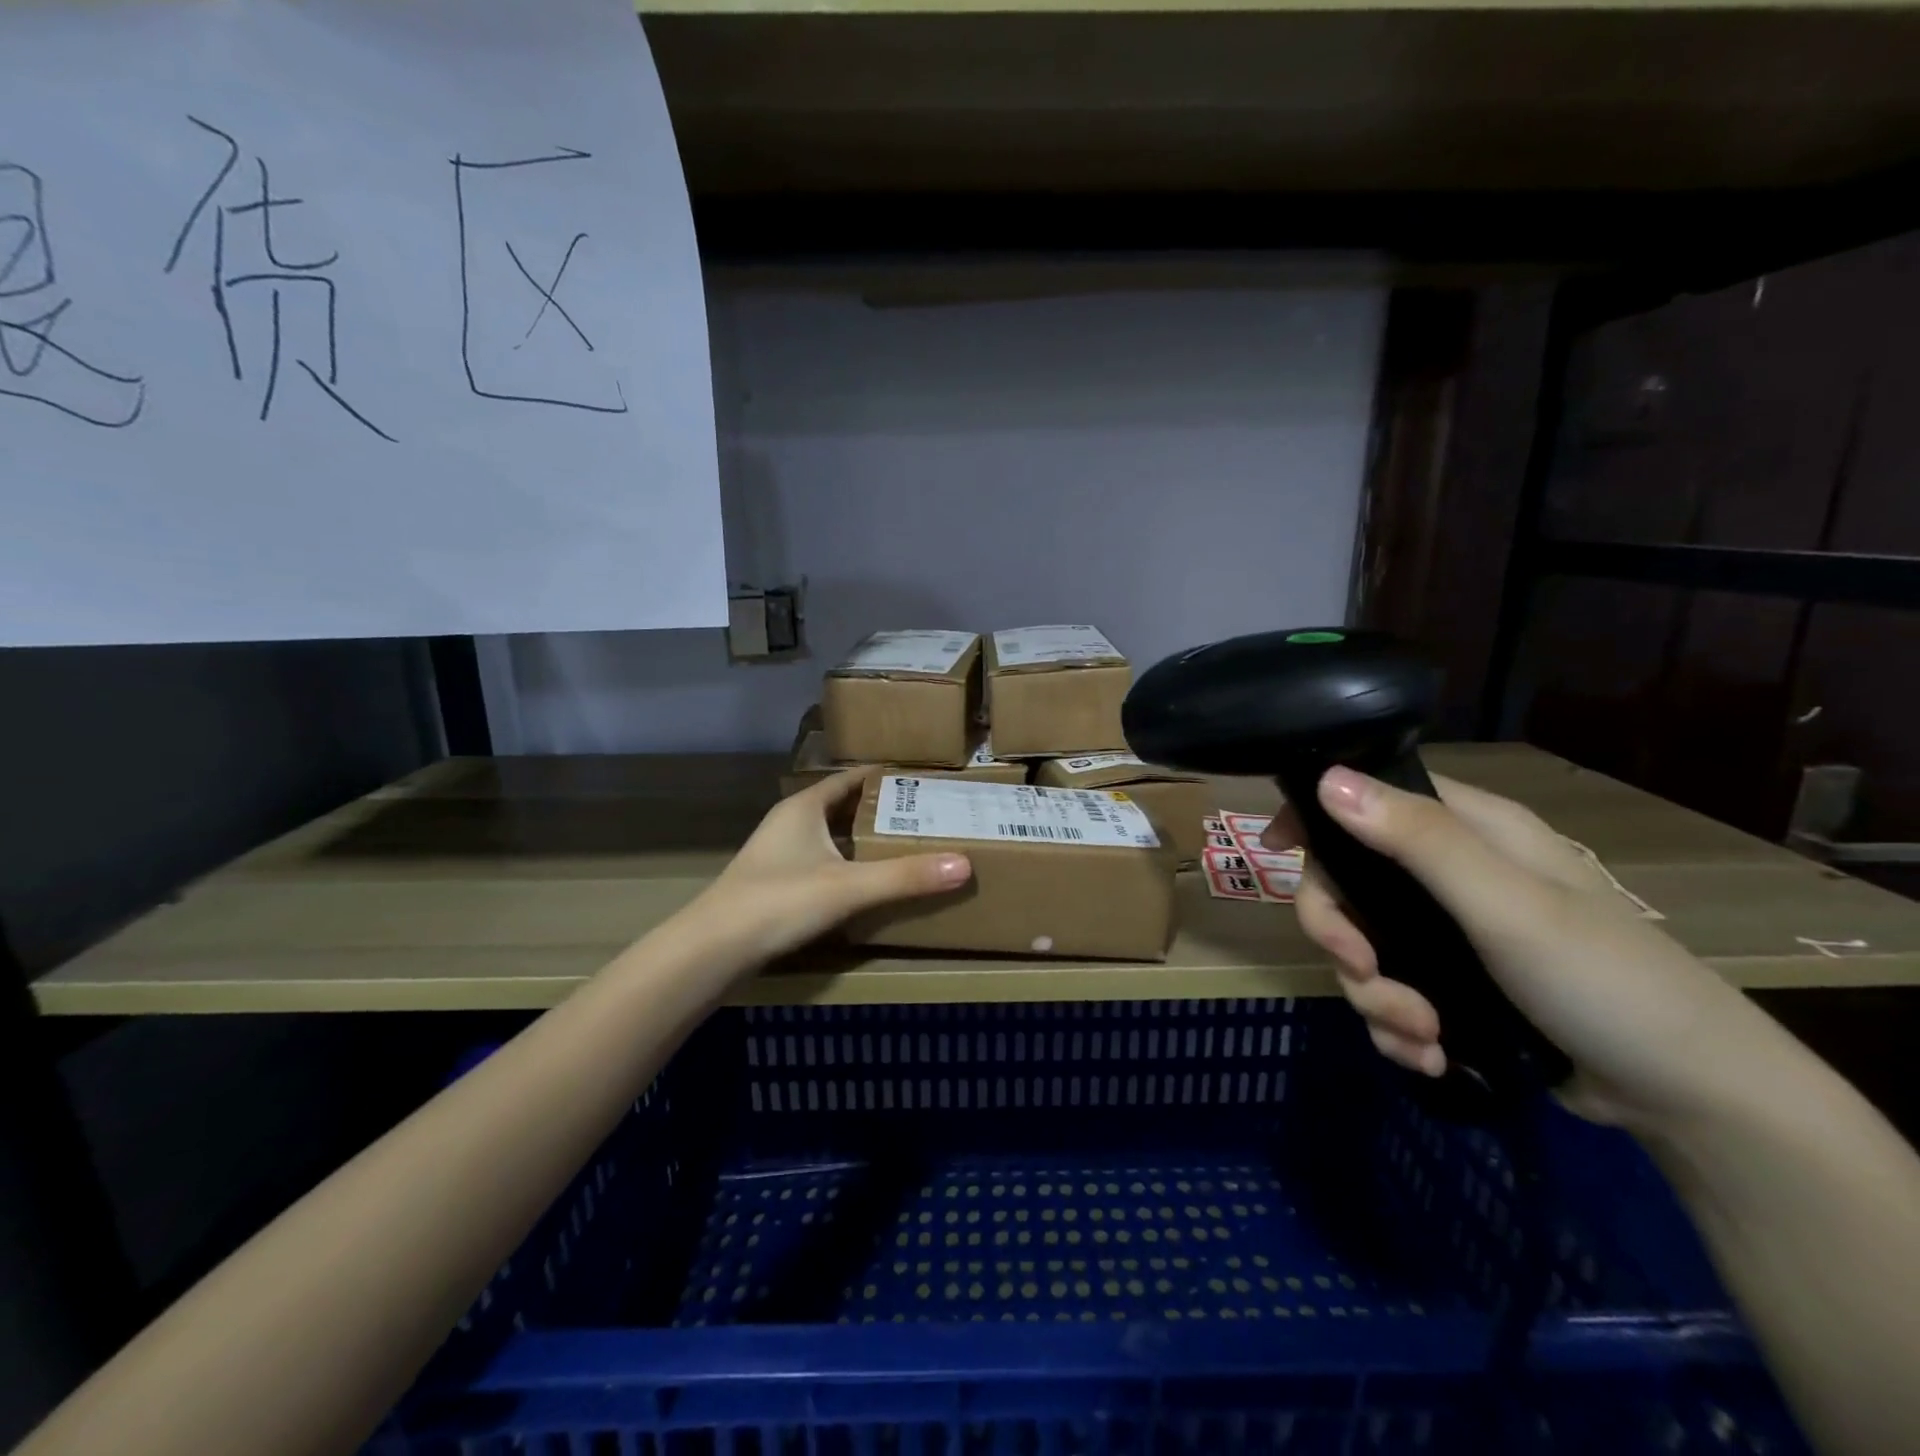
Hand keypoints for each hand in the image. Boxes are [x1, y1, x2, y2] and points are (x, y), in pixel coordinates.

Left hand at [694, 769, 970, 968]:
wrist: (713, 950)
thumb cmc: (779, 901)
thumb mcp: (848, 887)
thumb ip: (905, 877)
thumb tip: (964, 864)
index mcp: (804, 807)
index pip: (851, 779)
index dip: (886, 777)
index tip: (923, 780)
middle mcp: (791, 822)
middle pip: (844, 807)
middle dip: (881, 810)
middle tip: (926, 815)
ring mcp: (780, 854)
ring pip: (832, 837)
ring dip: (863, 839)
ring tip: (906, 845)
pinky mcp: (777, 883)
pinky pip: (823, 862)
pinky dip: (848, 865)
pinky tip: (868, 882)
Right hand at [1265, 766, 1765, 1126]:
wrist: (1693, 1103)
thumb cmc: (1607, 982)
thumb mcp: (1507, 906)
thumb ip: (1417, 841)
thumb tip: (1326, 779)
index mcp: (1469, 831)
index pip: (1369, 796)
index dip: (1315, 815)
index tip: (1274, 848)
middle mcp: (1449, 874)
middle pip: (1347, 882)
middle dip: (1343, 936)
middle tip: (1362, 973)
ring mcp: (1446, 933)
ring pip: (1360, 947)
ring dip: (1375, 997)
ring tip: (1422, 1037)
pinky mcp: (1449, 986)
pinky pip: (1385, 993)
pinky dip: (1395, 1027)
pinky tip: (1429, 1057)